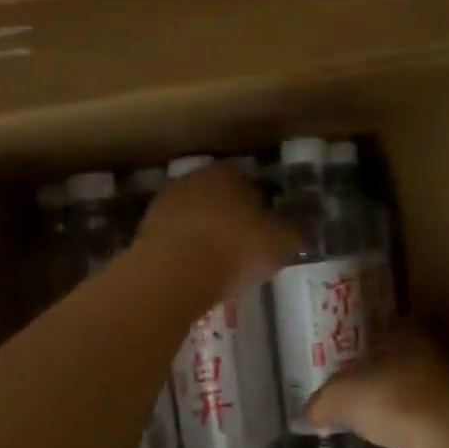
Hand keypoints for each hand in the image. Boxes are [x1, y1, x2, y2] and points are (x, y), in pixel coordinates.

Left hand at [137, 163, 300, 299]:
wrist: (172, 274)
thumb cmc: (234, 250)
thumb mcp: (281, 244)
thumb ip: (296, 232)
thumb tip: (303, 229)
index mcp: (228, 172)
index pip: (251, 180)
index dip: (263, 204)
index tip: (269, 227)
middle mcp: (194, 178)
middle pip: (219, 196)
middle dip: (232, 216)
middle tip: (246, 244)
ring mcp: (165, 202)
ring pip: (195, 215)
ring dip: (206, 232)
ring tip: (220, 262)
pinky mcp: (145, 229)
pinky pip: (175, 237)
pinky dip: (186, 249)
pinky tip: (196, 270)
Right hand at [306, 324, 448, 447]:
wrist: (441, 438)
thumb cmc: (386, 398)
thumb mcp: (338, 398)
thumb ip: (321, 401)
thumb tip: (310, 411)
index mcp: (405, 330)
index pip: (382, 326)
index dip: (362, 341)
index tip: (346, 357)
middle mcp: (430, 349)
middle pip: (398, 355)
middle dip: (379, 369)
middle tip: (355, 385)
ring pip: (414, 382)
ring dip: (396, 395)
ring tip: (372, 412)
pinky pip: (424, 411)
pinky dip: (409, 419)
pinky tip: (393, 432)